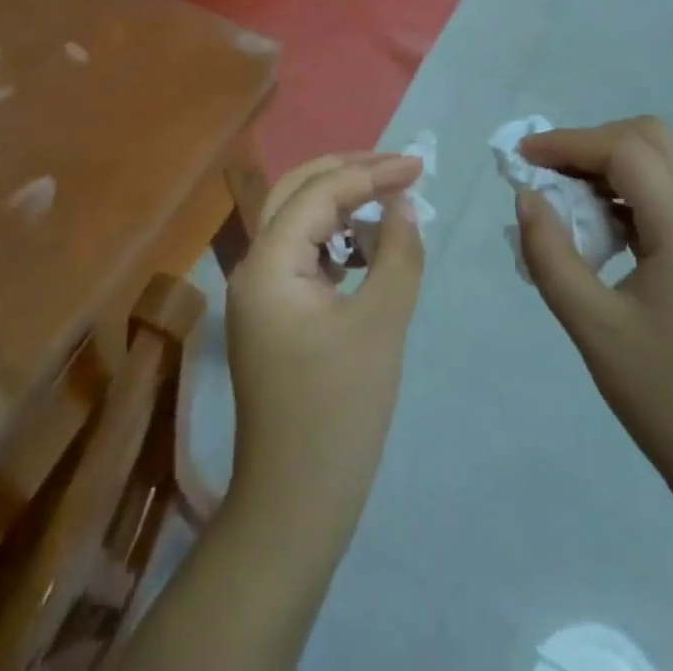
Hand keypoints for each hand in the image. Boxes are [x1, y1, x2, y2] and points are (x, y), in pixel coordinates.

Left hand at [225, 152, 424, 548]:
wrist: (296, 506)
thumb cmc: (339, 412)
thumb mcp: (380, 323)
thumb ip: (396, 252)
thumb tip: (404, 205)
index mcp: (268, 264)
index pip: (318, 194)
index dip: (370, 173)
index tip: (418, 166)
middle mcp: (254, 267)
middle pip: (296, 193)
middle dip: (348, 174)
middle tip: (399, 168)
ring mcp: (260, 293)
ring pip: (298, 221)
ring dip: (341, 204)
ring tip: (389, 200)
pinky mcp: (275, 315)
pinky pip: (304, 255)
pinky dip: (336, 240)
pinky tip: (368, 248)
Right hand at [514, 117, 672, 504]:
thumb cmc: (668, 398)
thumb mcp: (593, 328)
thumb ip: (551, 255)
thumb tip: (527, 198)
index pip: (626, 151)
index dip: (569, 143)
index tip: (523, 159)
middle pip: (653, 139)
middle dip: (594, 143)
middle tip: (549, 173)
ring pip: (667, 164)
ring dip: (614, 165)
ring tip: (568, 200)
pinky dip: (633, 192)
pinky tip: (604, 231)